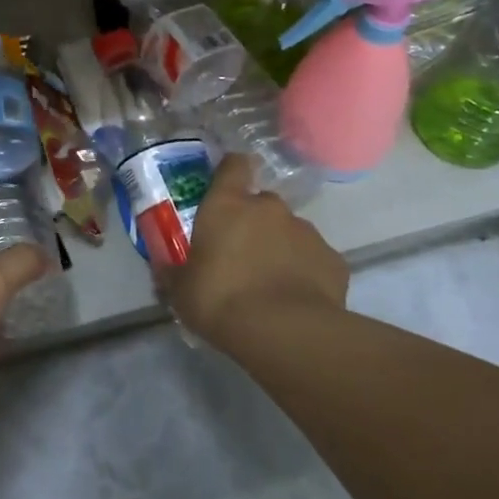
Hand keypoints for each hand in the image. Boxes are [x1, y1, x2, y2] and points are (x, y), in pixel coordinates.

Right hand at [165, 154, 349, 345]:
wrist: (285, 332)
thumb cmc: (220, 299)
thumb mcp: (182, 291)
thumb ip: (174, 274)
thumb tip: (164, 271)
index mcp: (227, 205)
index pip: (233, 166)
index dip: (232, 170)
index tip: (228, 183)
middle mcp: (269, 208)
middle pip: (262, 203)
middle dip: (254, 222)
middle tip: (242, 253)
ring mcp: (306, 232)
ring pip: (290, 231)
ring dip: (281, 247)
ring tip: (271, 282)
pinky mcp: (334, 260)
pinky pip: (314, 260)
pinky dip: (306, 272)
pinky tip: (297, 299)